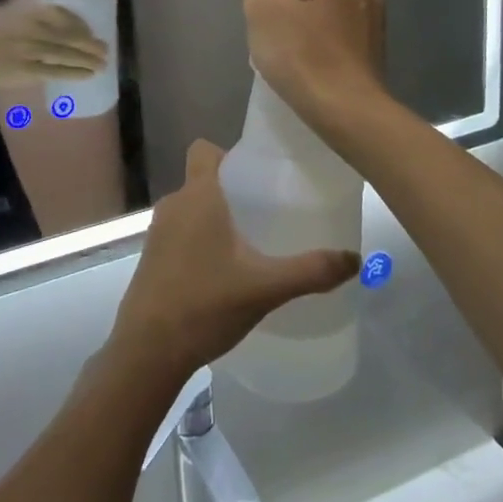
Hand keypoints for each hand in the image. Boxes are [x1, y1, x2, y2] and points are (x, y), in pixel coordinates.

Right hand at [0, 5, 105, 83]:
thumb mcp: (9, 16)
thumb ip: (32, 18)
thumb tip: (56, 20)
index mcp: (28, 14)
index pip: (63, 17)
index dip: (80, 26)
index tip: (91, 32)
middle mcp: (32, 29)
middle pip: (69, 35)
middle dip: (90, 43)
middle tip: (106, 48)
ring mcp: (29, 50)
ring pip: (65, 53)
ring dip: (87, 58)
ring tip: (103, 63)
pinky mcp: (25, 69)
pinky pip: (55, 71)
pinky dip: (74, 72)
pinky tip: (88, 75)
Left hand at [110, 141, 360, 381]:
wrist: (147, 351)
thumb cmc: (205, 305)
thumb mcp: (266, 287)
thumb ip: (311, 271)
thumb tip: (355, 259)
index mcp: (197, 196)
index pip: (204, 149)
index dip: (229, 153)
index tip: (259, 173)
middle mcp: (173, 205)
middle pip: (203, 180)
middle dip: (233, 190)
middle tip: (270, 210)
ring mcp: (158, 232)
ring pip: (192, 208)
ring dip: (218, 217)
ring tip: (252, 240)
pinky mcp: (152, 258)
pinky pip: (181, 233)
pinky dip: (202, 240)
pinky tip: (226, 270)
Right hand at [241, 0, 386, 129]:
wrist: (345, 109)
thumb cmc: (299, 53)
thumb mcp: (262, 9)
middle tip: (270, 20)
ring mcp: (376, 11)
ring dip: (307, 11)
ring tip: (288, 41)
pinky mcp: (377, 40)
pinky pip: (341, 22)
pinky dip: (324, 30)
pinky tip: (310, 54)